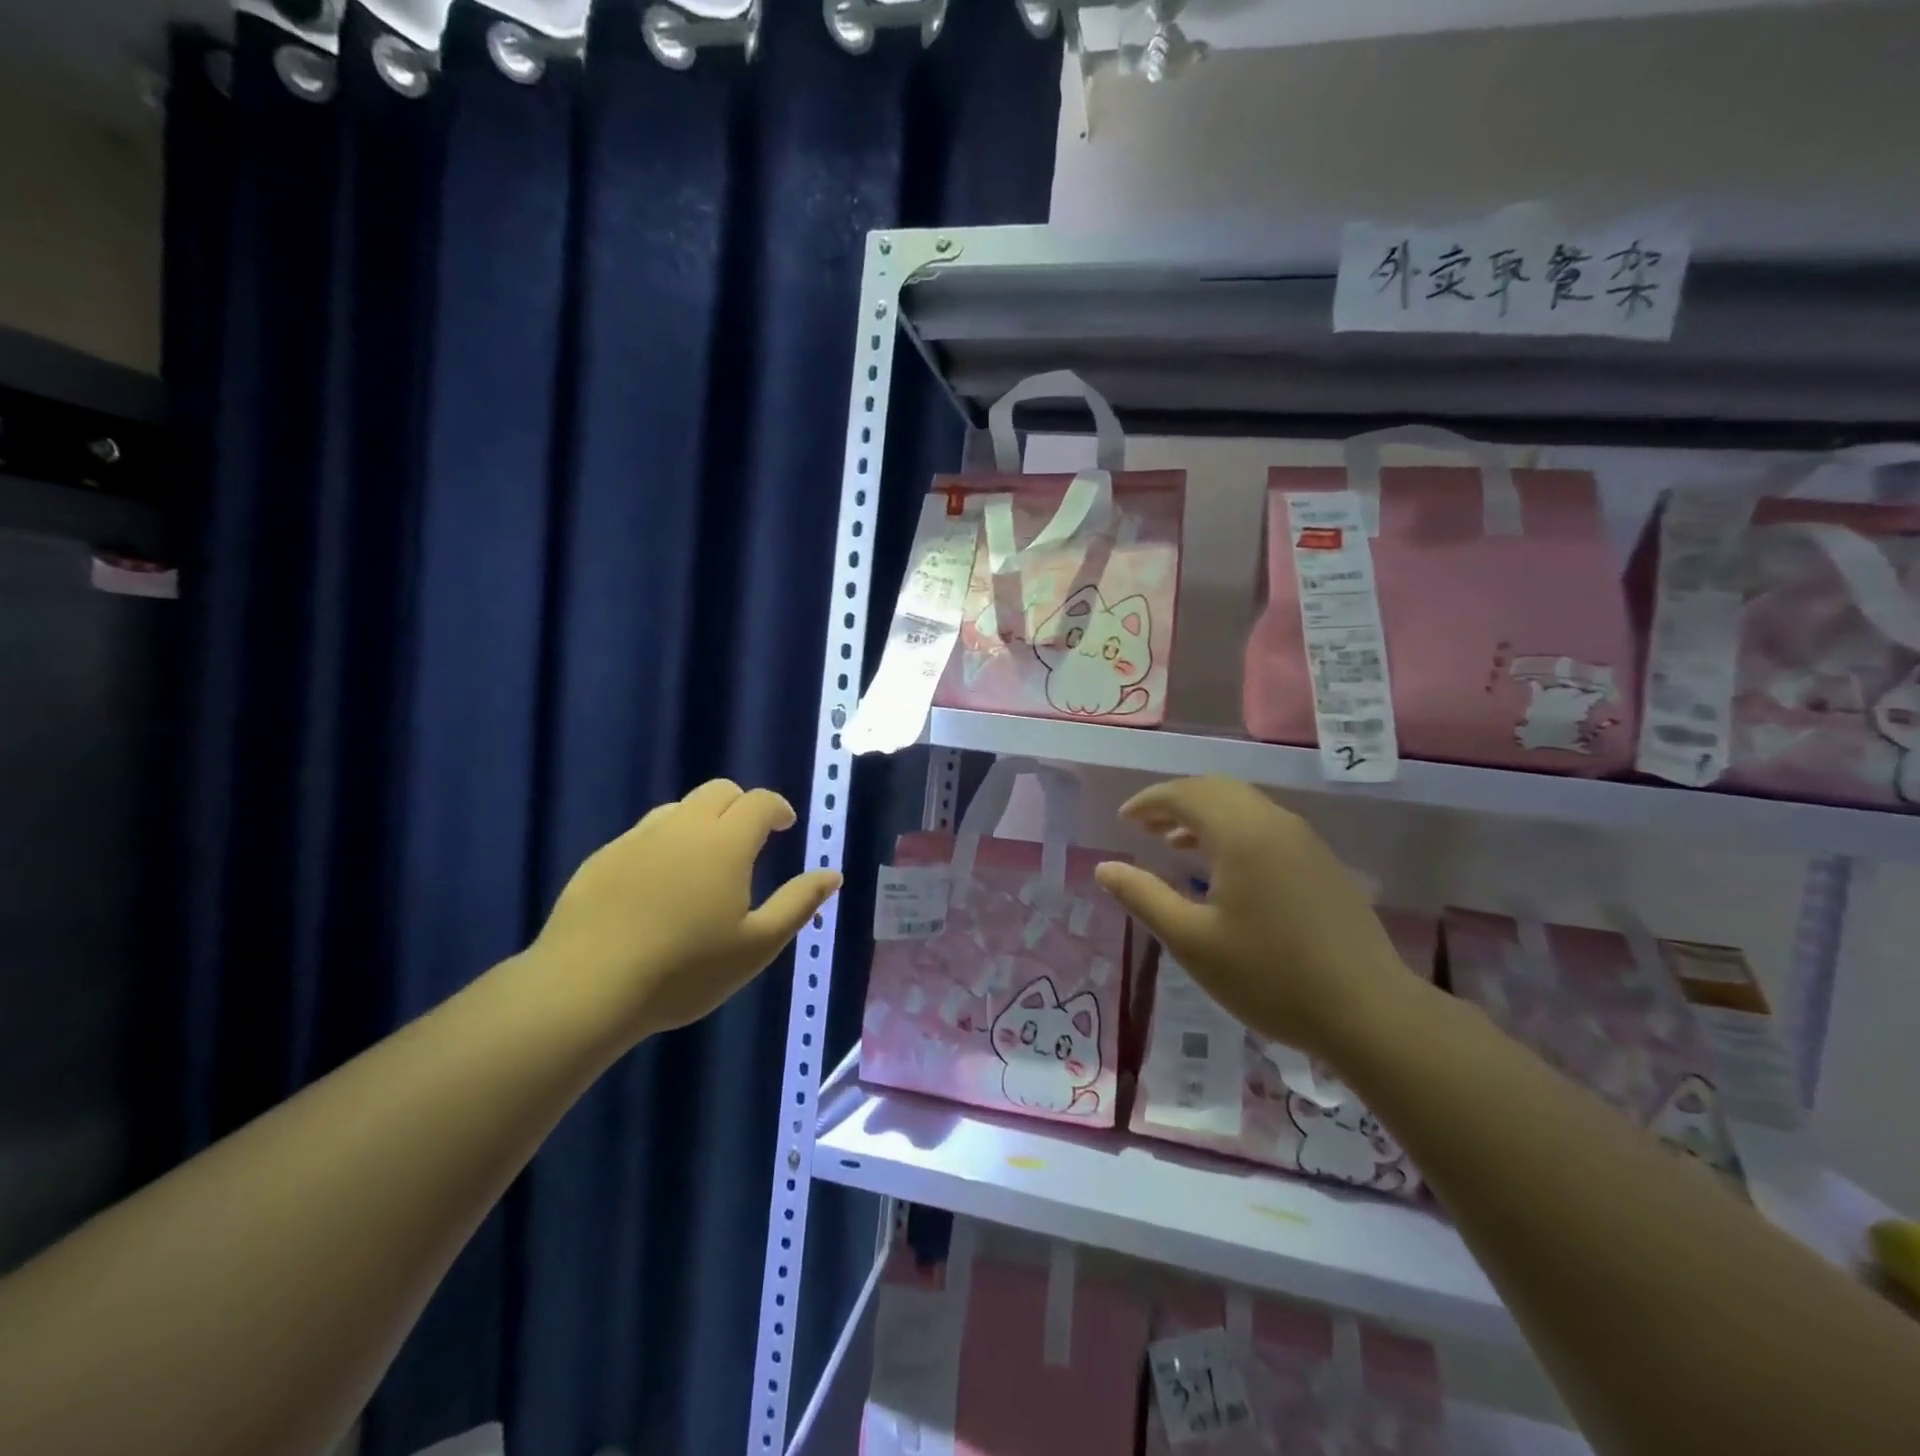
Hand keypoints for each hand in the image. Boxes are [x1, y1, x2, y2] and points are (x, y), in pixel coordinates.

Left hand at [532, 780, 842, 1040]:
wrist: (586, 988)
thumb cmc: (685, 970)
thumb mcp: (757, 945)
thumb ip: (798, 903)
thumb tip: (832, 874)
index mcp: (725, 842)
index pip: (759, 801)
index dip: (777, 808)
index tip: (785, 825)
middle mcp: (682, 827)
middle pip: (719, 791)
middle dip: (742, 805)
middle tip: (750, 839)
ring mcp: (637, 839)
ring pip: (679, 808)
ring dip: (702, 820)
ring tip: (705, 860)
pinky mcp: (602, 858)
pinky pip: (644, 834)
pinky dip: (665, 842)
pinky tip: (659, 883)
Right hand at [1093, 777, 1418, 1060]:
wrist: (1369, 1012)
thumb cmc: (1270, 977)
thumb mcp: (1192, 941)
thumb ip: (1144, 897)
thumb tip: (1105, 867)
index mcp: (1241, 833)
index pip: (1185, 794)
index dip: (1149, 801)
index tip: (1123, 820)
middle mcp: (1274, 823)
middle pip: (1216, 790)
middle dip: (1175, 802)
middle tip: (1144, 828)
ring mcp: (1304, 841)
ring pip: (1244, 806)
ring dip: (1204, 815)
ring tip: (1174, 844)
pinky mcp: (1321, 863)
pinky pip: (1266, 826)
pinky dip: (1232, 829)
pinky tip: (1223, 868)